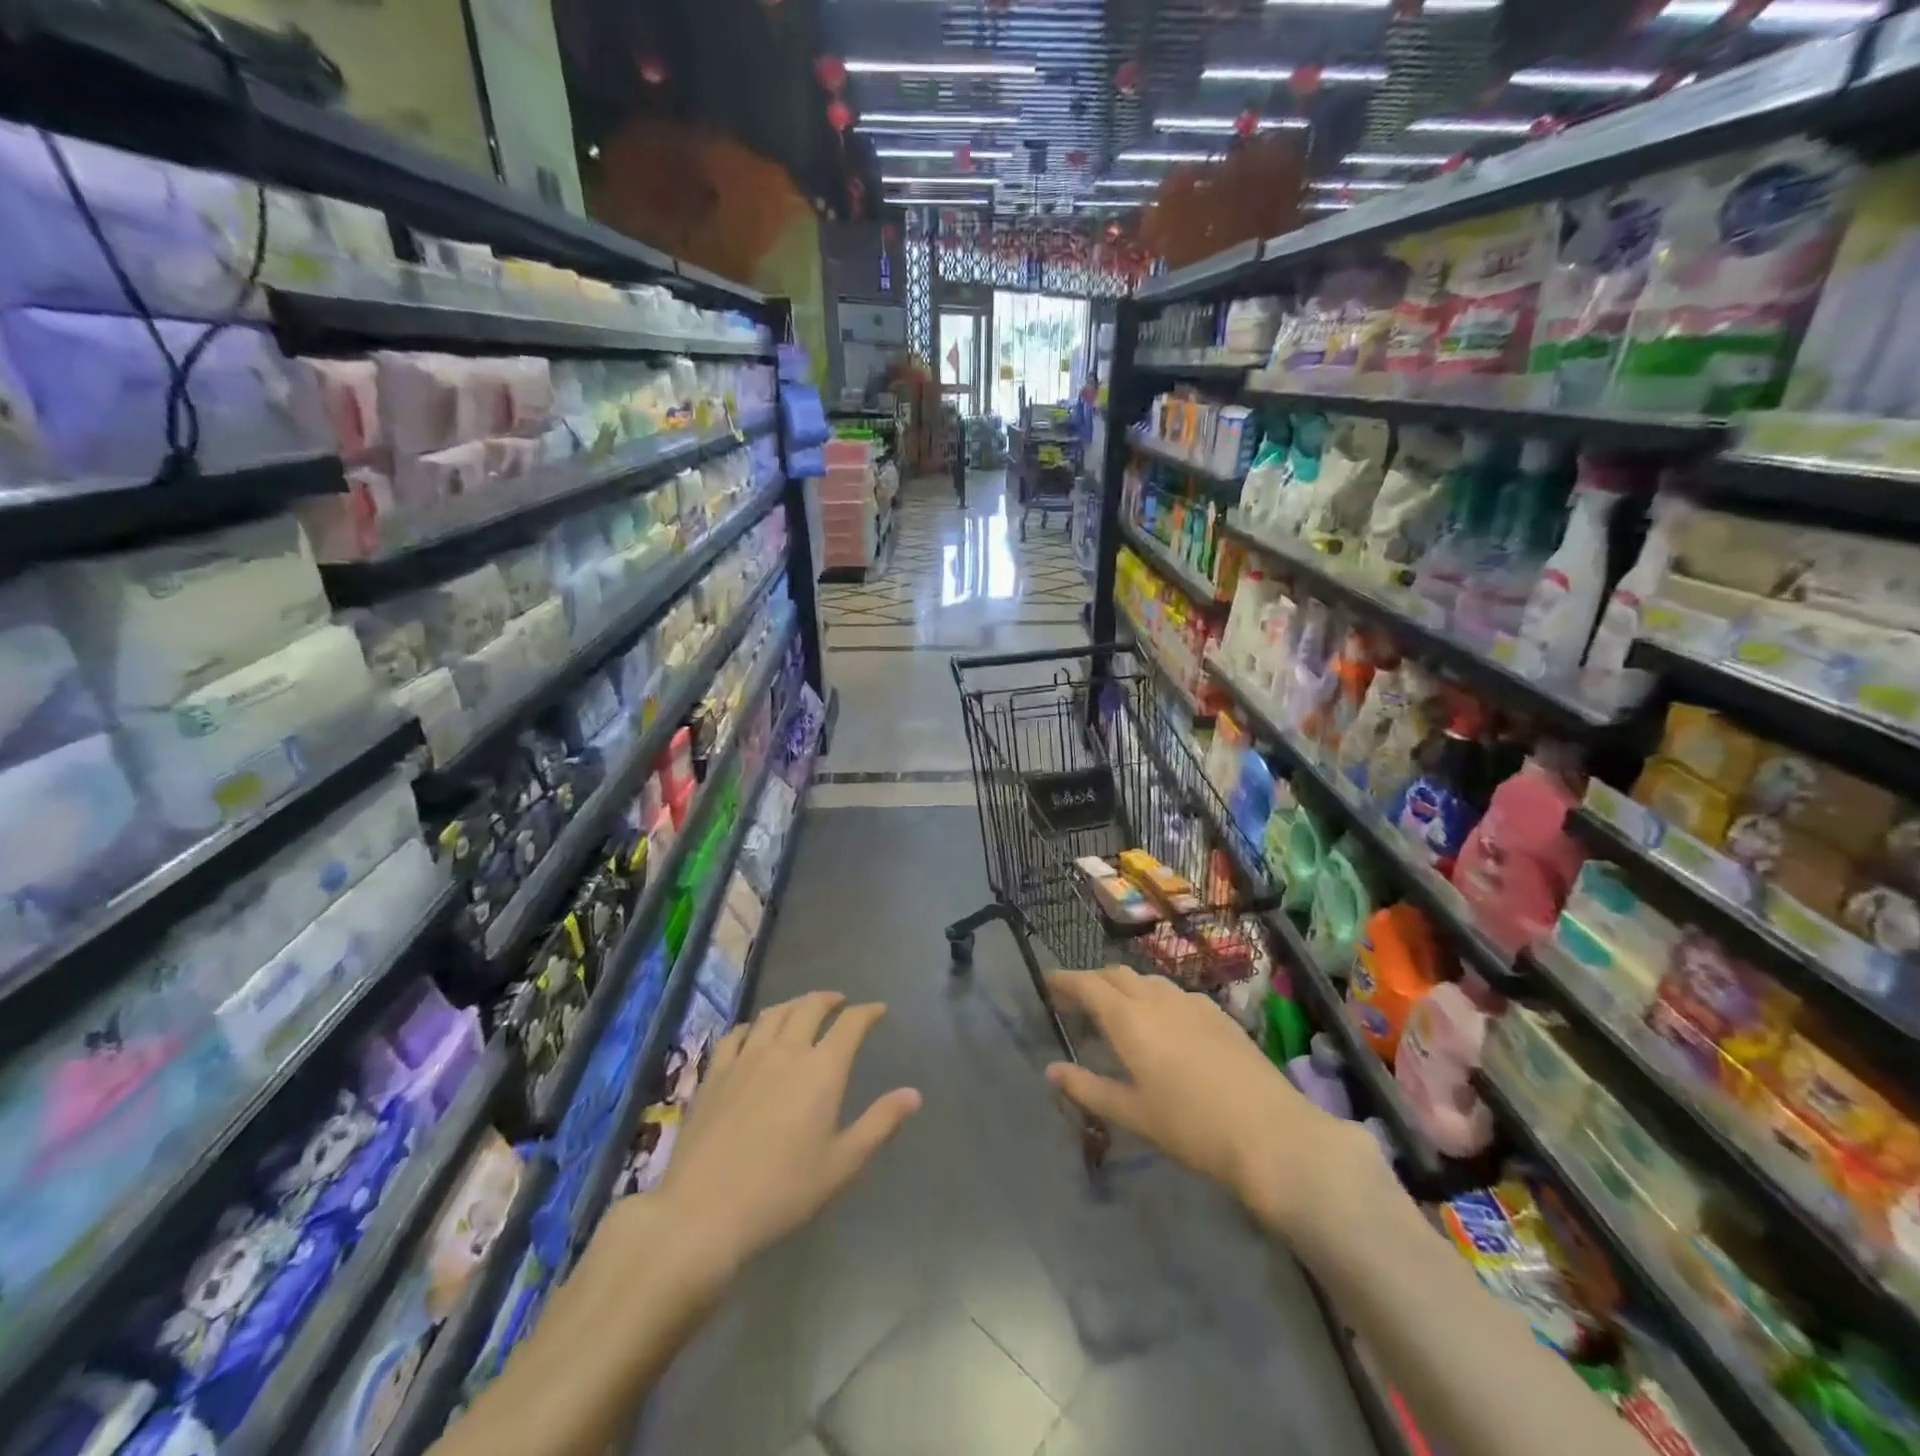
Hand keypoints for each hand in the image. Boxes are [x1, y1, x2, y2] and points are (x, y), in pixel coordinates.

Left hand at [653, 992, 920, 1279]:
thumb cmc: (782, 1191)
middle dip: (829, 999)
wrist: (704, 1211)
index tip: (878, 1010)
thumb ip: (879, 1123)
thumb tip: (914, 1094)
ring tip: (802, 1008)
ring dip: (794, 1004)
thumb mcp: (841, 1164)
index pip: (851, 1024)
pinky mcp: (715, 1072)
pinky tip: (753, 1032)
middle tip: (840, 1002)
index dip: (868, 1012)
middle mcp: (786, 1050)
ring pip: (773, 1013)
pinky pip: (736, 1033)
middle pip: (810, 1007)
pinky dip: (752, 1025)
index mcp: (822, 1069)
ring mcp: (746, 1057)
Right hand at [1045, 967, 1375, 1239]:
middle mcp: (1157, 998)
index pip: (1087, 985)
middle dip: (1093, 981)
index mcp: (1129, 1018)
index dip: (1065, 980)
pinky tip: (1163, 1024)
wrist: (1271, 1133)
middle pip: (1116, 974)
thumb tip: (1052, 1070)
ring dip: (1125, 986)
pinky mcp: (1218, 1014)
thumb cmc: (1191, 1126)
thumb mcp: (1132, 1113)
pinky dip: (1155, 997)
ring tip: (1118, 1011)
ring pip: (1147, 980)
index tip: (1048, 981)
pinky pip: (1174, 992)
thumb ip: (1088, 1088)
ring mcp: (1192, 1002)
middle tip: (1078, 1000)